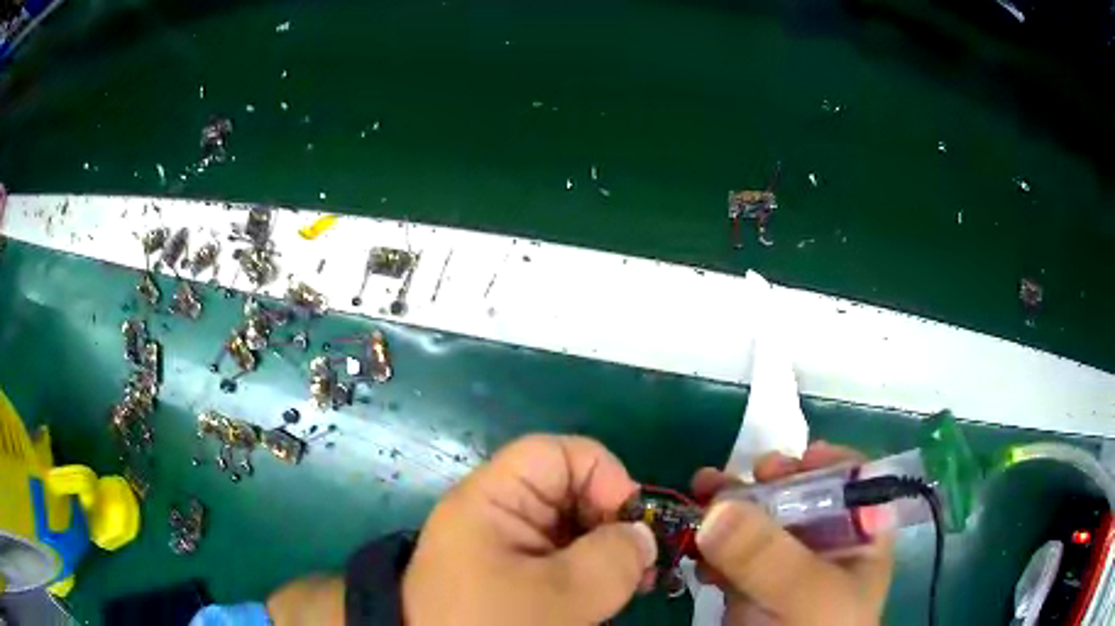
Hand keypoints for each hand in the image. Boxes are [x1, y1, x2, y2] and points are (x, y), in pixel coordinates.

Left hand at [402, 435, 657, 624]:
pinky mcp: (510, 576)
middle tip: (644, 564)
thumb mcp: (563, 596)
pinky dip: (590, 573)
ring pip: (570, 528)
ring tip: (633, 586)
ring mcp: (502, 548)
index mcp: (490, 501)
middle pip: (567, 491)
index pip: (554, 454)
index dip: (603, 475)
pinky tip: (607, 597)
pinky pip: (560, 558)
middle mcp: (495, 515)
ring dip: (607, 553)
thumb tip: (642, 536)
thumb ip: (615, 558)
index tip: (633, 523)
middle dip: (613, 522)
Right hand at [691, 442, 893, 625]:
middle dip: (763, 484)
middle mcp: (826, 544)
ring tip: (698, 492)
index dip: (825, 464)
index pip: (854, 483)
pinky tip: (694, 548)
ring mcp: (786, 566)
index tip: (788, 463)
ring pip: (759, 522)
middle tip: (730, 477)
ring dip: (727, 507)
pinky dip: (711, 545)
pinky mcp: (752, 585)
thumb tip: (717, 507)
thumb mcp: (808, 596)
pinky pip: (731, 554)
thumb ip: (770, 555)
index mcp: (860, 537)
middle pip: (799, 496)